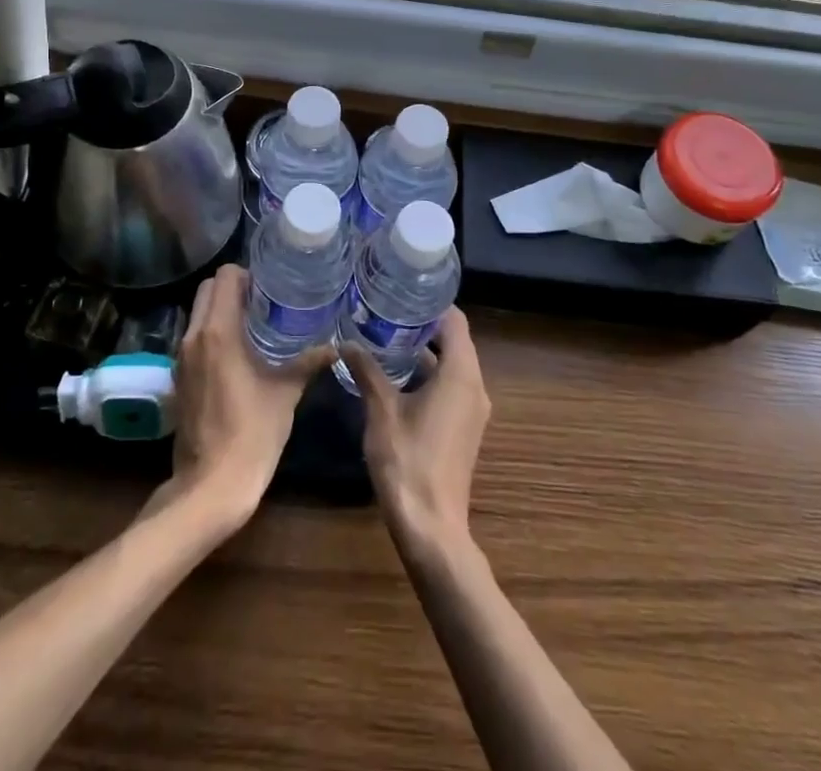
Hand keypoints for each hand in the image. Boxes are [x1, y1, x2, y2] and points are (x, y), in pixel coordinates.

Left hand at [155, 265, 333, 526]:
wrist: (210, 486)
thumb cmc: (251, 433)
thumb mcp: (285, 393)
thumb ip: (308, 363)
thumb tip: (336, 346)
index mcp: (219, 332)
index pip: (224, 277)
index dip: (247, 275)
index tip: (269, 287)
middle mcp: (194, 336)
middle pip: (207, 289)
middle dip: (232, 288)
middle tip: (263, 301)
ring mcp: (182, 358)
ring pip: (198, 313)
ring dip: (221, 309)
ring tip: (254, 323)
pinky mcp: (179, 377)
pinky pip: (194, 337)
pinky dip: (212, 332)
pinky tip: (239, 352)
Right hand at [341, 307, 490, 558]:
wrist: (431, 527)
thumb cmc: (408, 461)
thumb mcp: (381, 411)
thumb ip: (367, 371)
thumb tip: (346, 342)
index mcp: (461, 374)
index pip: (455, 321)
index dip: (432, 304)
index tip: (402, 293)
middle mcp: (474, 387)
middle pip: (454, 341)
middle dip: (423, 326)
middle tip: (387, 312)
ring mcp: (472, 411)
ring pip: (452, 366)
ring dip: (425, 352)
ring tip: (387, 338)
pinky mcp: (464, 429)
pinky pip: (450, 387)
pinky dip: (429, 375)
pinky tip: (396, 377)